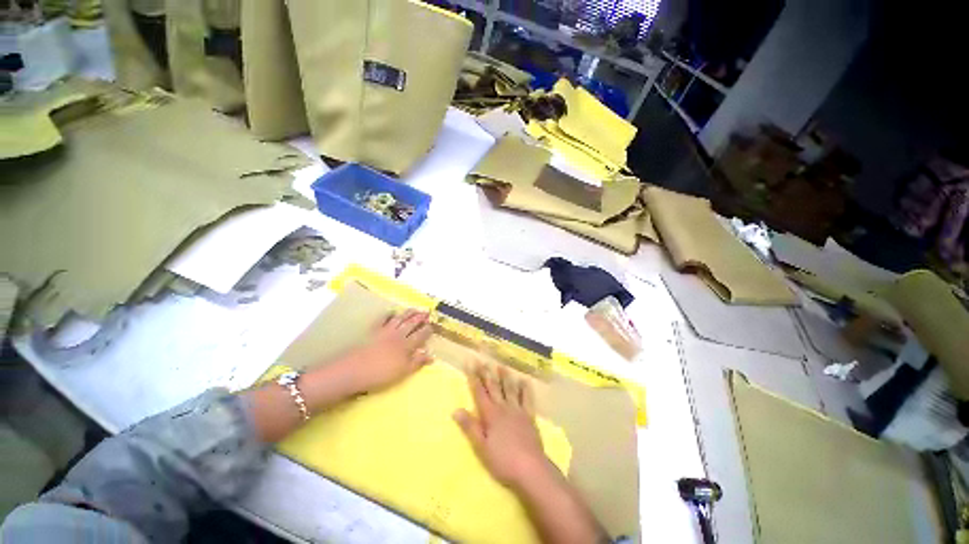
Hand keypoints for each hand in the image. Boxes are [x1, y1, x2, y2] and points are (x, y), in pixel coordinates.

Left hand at [339, 309, 433, 394]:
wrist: (354, 370)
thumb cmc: (381, 374)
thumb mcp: (403, 372)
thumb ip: (417, 362)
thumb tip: (431, 356)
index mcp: (406, 345)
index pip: (420, 335)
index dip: (427, 330)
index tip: (432, 326)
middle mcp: (398, 335)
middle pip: (411, 323)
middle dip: (420, 317)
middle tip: (427, 312)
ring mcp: (385, 331)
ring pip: (400, 319)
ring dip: (408, 313)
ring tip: (415, 309)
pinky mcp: (373, 331)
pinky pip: (382, 319)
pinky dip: (388, 314)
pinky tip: (391, 311)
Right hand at [453, 363, 553, 490]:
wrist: (530, 468)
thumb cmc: (502, 460)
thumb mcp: (481, 447)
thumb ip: (470, 427)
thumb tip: (456, 409)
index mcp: (490, 414)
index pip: (479, 392)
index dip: (474, 377)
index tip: (470, 364)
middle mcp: (503, 408)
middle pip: (493, 387)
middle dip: (487, 373)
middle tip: (482, 360)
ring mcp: (518, 410)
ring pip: (510, 389)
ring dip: (505, 377)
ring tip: (501, 365)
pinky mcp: (529, 416)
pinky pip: (527, 399)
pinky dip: (525, 389)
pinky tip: (524, 381)